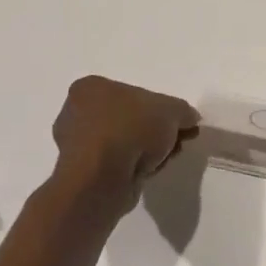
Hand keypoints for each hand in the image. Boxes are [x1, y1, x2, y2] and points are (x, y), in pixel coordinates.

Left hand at [51, 76, 198, 200]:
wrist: (102, 177)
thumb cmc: (130, 128)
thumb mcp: (171, 110)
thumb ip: (182, 111)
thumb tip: (188, 119)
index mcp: (90, 88)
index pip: (133, 94)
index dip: (161, 109)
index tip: (180, 124)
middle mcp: (77, 113)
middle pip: (130, 119)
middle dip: (157, 132)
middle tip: (178, 141)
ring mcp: (77, 145)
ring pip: (125, 144)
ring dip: (148, 151)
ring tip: (165, 158)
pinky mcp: (83, 173)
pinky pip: (118, 165)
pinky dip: (134, 167)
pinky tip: (148, 172)